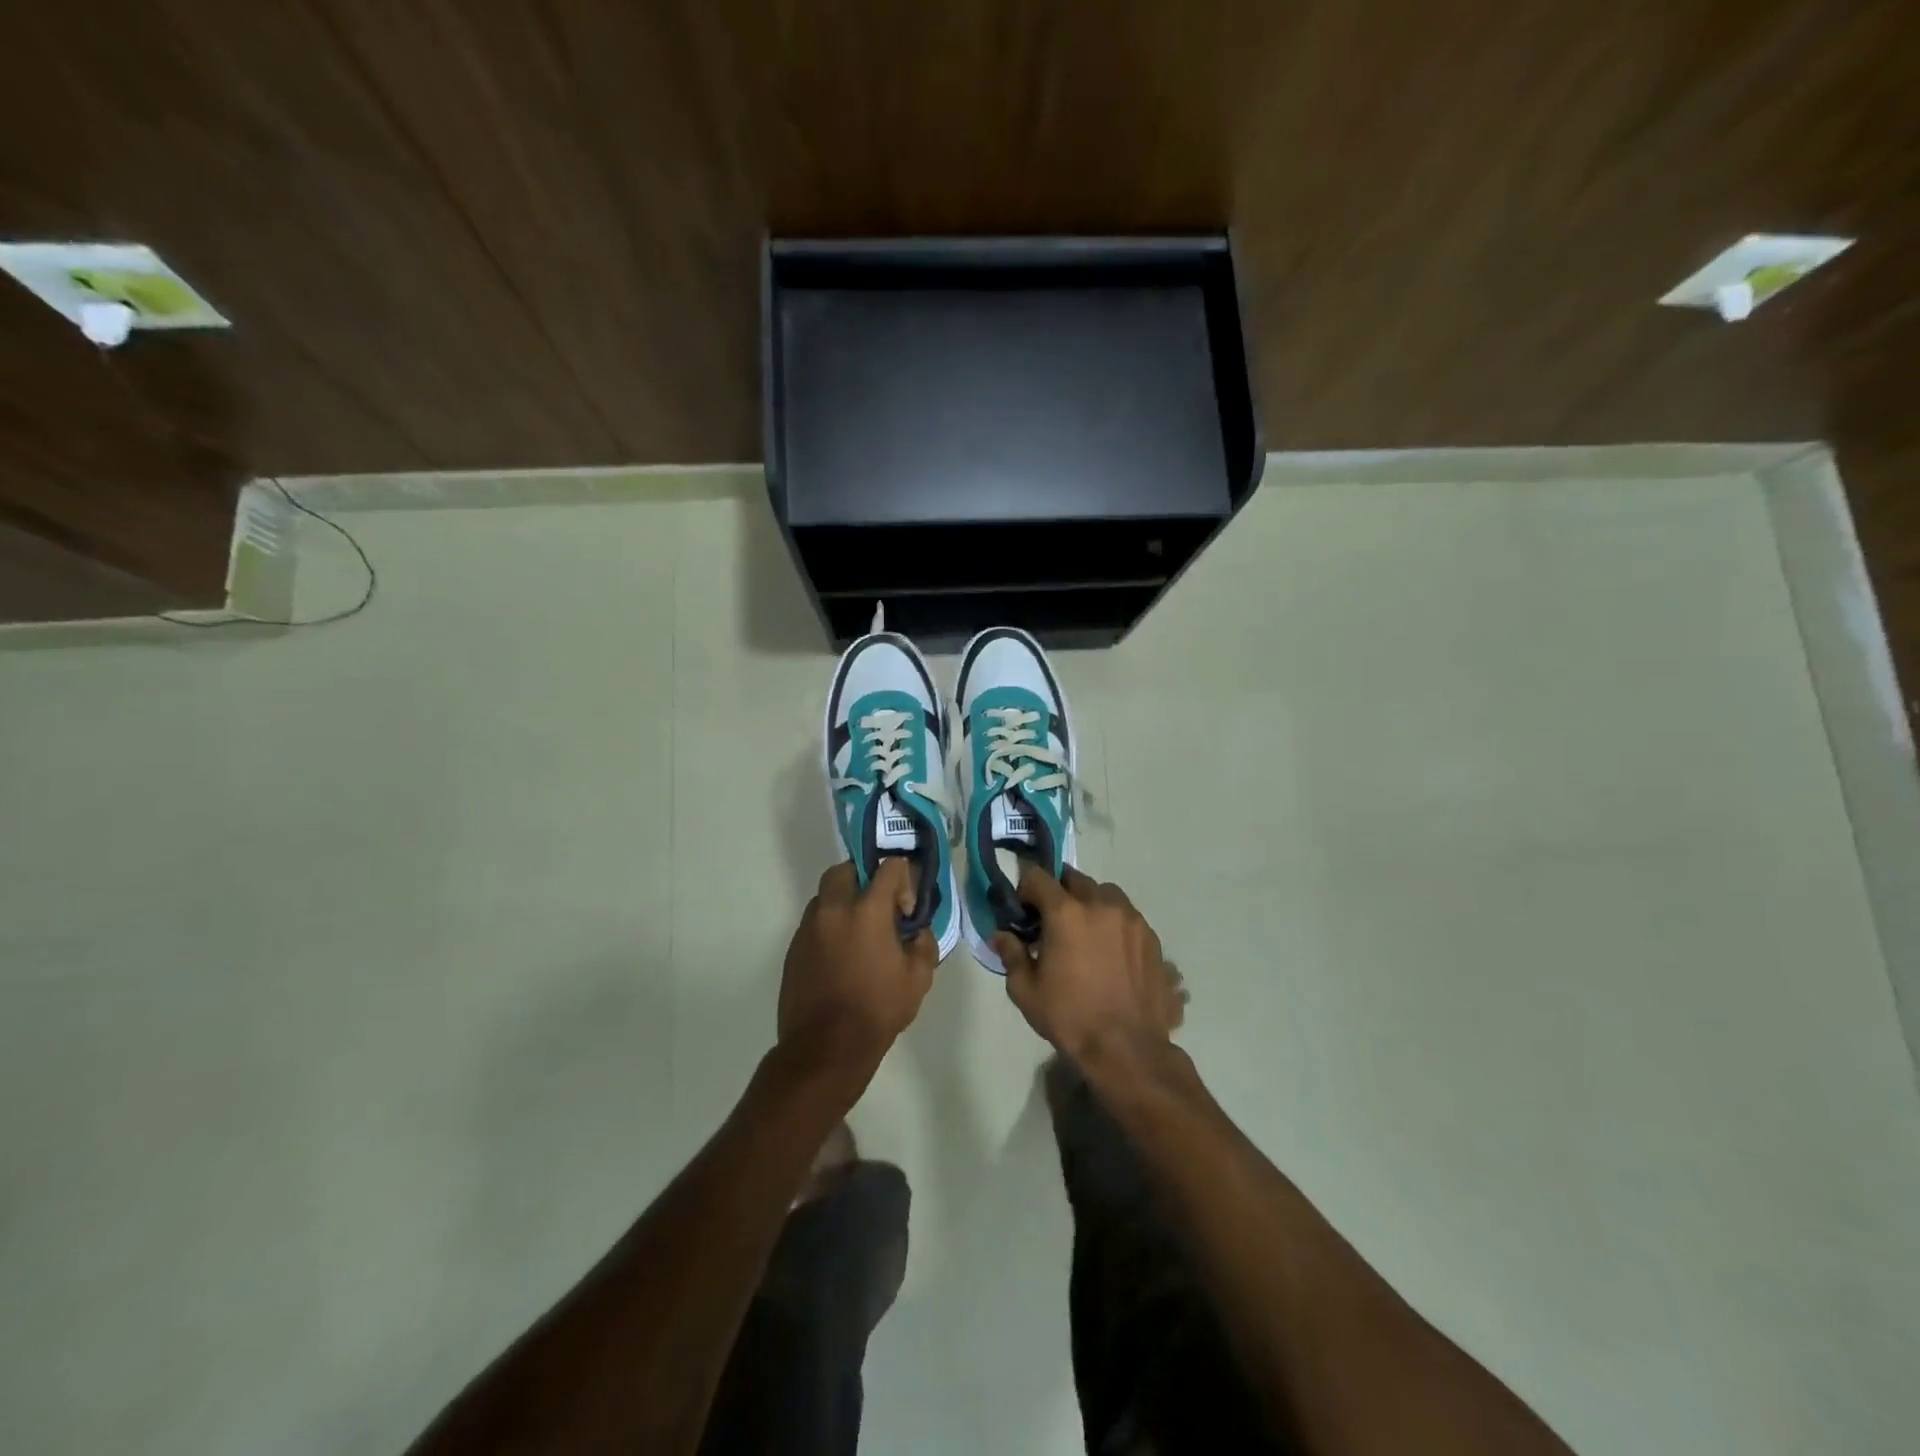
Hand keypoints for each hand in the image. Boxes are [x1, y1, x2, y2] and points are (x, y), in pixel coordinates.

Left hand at [779, 858, 938, 1083]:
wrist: (825, 1048)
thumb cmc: (877, 1010)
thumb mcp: (918, 980)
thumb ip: (923, 945)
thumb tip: (916, 932)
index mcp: (867, 911)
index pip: (889, 868)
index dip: (904, 880)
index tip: (907, 910)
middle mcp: (833, 910)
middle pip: (845, 870)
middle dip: (864, 878)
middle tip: (878, 906)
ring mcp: (808, 928)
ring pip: (824, 896)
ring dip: (843, 902)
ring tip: (859, 933)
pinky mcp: (793, 948)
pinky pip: (813, 922)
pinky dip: (828, 926)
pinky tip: (841, 955)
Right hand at [992, 866, 1186, 1066]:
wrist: (1127, 1049)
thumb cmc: (1069, 1018)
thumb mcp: (1026, 990)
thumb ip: (1012, 954)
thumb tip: (1001, 936)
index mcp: (1066, 913)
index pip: (1038, 877)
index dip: (1025, 886)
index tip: (1022, 906)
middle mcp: (1101, 904)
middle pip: (1074, 880)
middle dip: (1059, 892)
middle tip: (1052, 919)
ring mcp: (1131, 919)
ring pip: (1105, 894)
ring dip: (1090, 903)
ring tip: (1085, 932)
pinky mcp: (1152, 937)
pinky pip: (1127, 916)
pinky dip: (1114, 923)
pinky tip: (1110, 951)